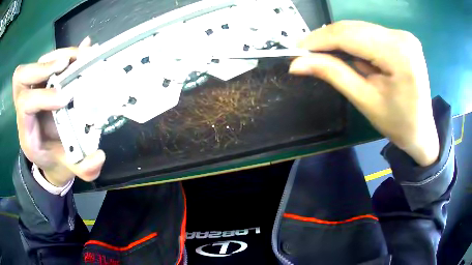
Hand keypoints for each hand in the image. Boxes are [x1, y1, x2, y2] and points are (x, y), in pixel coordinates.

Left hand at [13, 37, 105, 186]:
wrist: (50, 155)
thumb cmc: (56, 160)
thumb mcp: (69, 168)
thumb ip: (83, 169)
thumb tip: (99, 157)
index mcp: (27, 130)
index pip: (24, 105)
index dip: (42, 97)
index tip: (65, 98)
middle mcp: (26, 106)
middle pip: (22, 76)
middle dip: (42, 67)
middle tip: (65, 64)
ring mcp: (34, 90)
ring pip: (36, 63)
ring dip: (57, 56)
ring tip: (80, 56)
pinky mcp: (45, 82)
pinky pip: (49, 60)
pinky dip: (66, 53)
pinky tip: (83, 50)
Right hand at [289, 21, 438, 165]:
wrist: (421, 131)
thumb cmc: (397, 123)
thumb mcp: (365, 100)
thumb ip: (333, 74)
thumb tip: (297, 63)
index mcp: (398, 53)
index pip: (349, 35)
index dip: (319, 39)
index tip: (296, 49)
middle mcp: (401, 36)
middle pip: (353, 28)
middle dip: (327, 39)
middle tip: (306, 53)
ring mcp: (402, 35)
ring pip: (359, 28)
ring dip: (339, 40)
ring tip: (323, 55)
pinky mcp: (401, 38)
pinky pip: (369, 33)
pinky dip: (353, 42)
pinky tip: (346, 54)